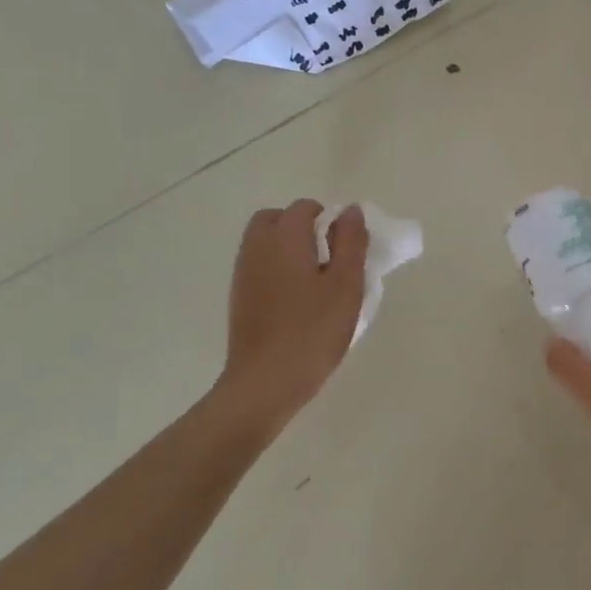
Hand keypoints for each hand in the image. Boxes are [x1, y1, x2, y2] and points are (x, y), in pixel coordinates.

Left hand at [213, 200, 367, 437]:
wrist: (265, 382)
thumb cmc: (313, 330)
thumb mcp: (346, 285)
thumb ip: (351, 242)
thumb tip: (350, 211)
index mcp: (284, 238)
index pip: (305, 208)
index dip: (330, 219)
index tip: (347, 247)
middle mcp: (257, 248)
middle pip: (275, 218)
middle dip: (302, 226)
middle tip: (329, 256)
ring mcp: (243, 273)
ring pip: (264, 241)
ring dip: (289, 247)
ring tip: (316, 278)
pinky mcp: (239, 297)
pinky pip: (258, 264)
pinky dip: (277, 267)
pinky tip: (297, 298)